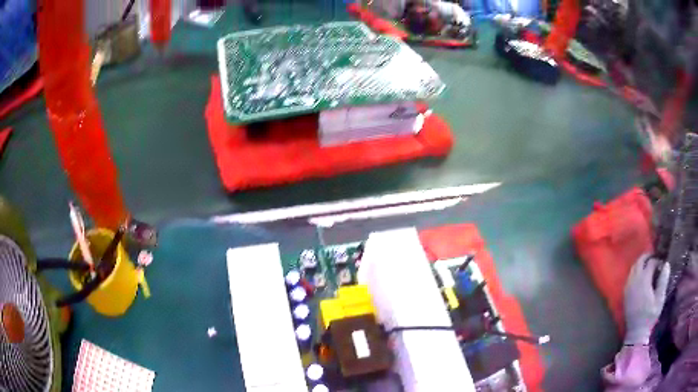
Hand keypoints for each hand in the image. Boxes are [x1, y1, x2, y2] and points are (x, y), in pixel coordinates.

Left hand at [623, 255, 669, 344]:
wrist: (636, 332)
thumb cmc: (650, 316)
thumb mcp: (660, 298)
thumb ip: (663, 280)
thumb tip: (666, 264)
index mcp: (643, 280)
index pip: (650, 262)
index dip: (657, 260)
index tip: (662, 263)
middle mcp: (634, 281)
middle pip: (639, 261)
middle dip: (647, 257)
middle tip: (655, 257)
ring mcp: (628, 287)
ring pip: (633, 268)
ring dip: (641, 263)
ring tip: (649, 264)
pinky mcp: (625, 294)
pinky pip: (630, 276)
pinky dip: (635, 271)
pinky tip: (641, 275)